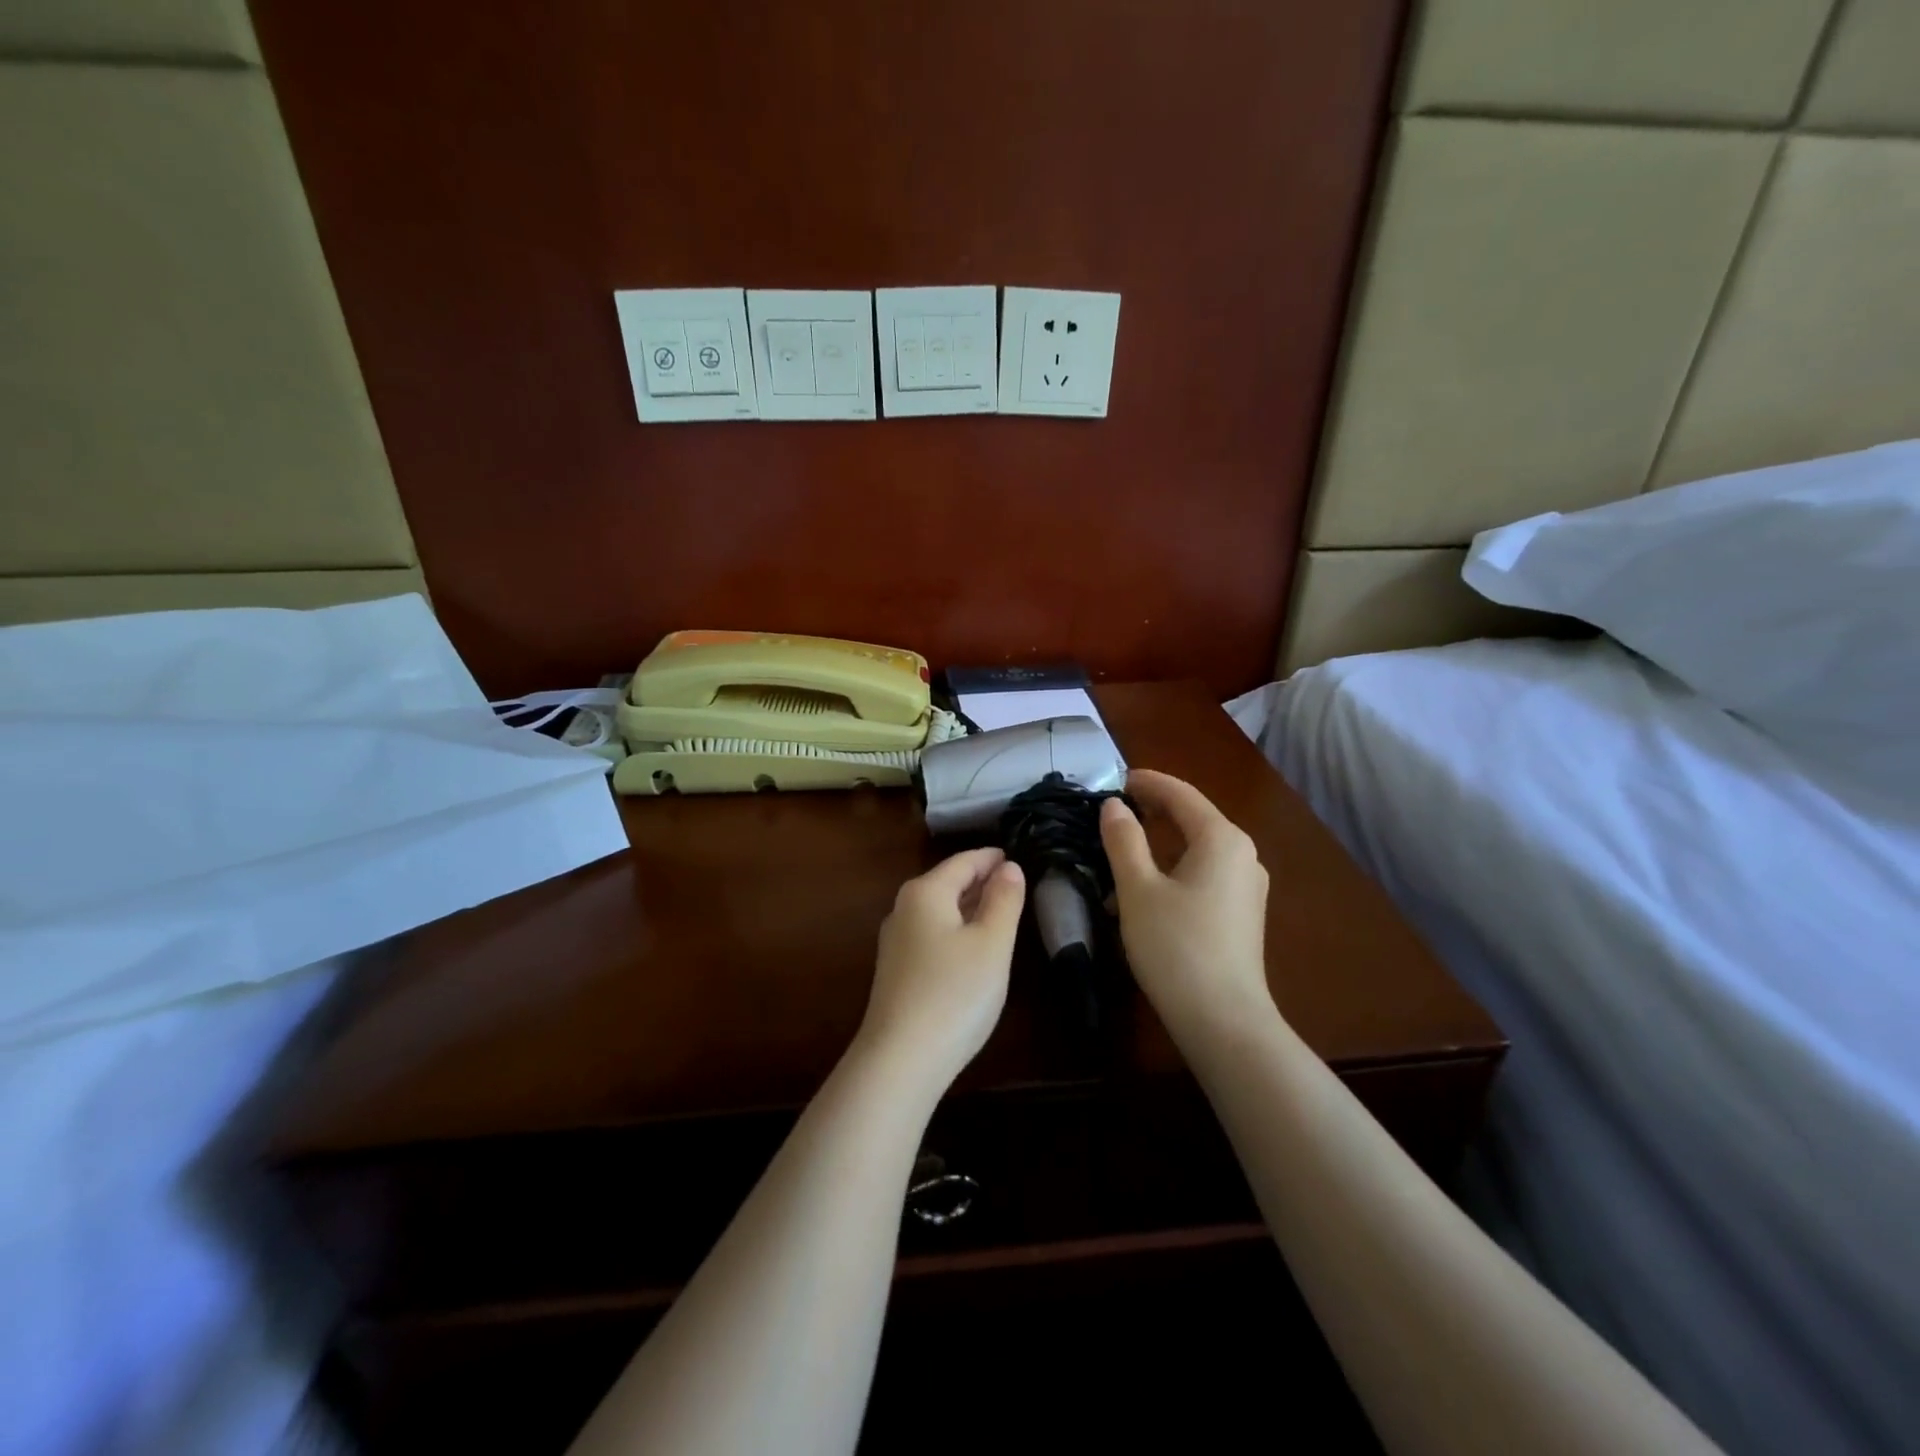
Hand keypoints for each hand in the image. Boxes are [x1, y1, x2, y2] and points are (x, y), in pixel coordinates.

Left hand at [859, 848, 1025, 1092]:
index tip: (1016, 856)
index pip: (963, 862)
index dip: (991, 858)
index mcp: (925, 892)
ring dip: (969, 906)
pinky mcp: (897, 971)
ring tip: (999, 909)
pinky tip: (973, 945)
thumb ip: (1004, 900)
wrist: (901, 1059)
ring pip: (939, 910)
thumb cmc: (955, 992)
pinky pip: (932, 934)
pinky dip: (956, 929)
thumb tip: (1009, 867)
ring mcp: (896, 942)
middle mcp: (904, 909)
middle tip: (1014, 882)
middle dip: (980, 880)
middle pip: (947, 883)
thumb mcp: (992, 943)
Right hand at [1100, 770, 1271, 1034]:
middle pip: (1193, 817)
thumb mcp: (1138, 889)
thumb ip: (1123, 840)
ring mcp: (1246, 886)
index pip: (1181, 794)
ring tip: (1122, 847)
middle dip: (1153, 809)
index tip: (1114, 778)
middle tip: (1114, 808)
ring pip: (1197, 848)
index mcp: (1222, 839)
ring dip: (1160, 842)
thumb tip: (1114, 806)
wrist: (1224, 1020)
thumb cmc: (1176, 946)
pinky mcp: (1241, 913)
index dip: (1147, 782)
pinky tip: (1145, 888)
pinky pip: (1204, 873)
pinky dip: (1174, 867)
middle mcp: (1242, 854)